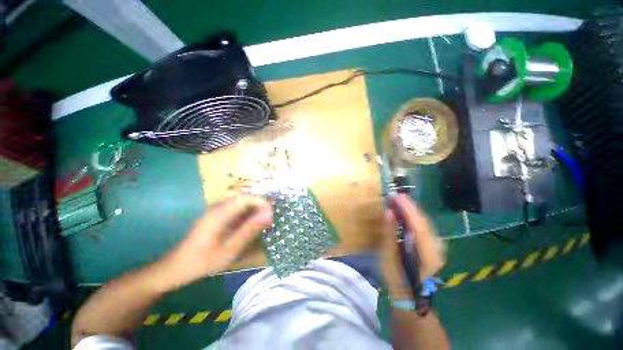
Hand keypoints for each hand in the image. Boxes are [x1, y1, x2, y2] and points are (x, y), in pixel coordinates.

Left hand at [164, 195, 272, 286]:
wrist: (176, 268)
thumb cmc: (203, 261)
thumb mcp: (230, 248)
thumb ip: (249, 230)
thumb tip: (268, 214)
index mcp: (219, 214)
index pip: (245, 198)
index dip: (261, 201)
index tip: (272, 212)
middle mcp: (217, 208)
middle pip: (243, 199)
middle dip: (259, 206)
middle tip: (270, 218)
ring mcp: (215, 212)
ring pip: (240, 204)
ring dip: (253, 210)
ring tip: (263, 222)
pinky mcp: (215, 217)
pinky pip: (234, 211)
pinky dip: (246, 216)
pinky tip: (250, 225)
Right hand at [380, 194, 444, 299]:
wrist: (411, 298)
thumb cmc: (397, 280)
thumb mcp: (389, 257)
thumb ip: (389, 234)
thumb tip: (388, 212)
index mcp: (427, 252)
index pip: (418, 223)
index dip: (407, 207)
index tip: (396, 195)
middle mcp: (437, 247)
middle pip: (423, 220)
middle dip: (409, 206)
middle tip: (394, 196)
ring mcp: (437, 247)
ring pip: (424, 222)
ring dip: (411, 211)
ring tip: (397, 202)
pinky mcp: (433, 246)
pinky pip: (423, 227)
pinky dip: (413, 218)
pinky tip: (404, 215)